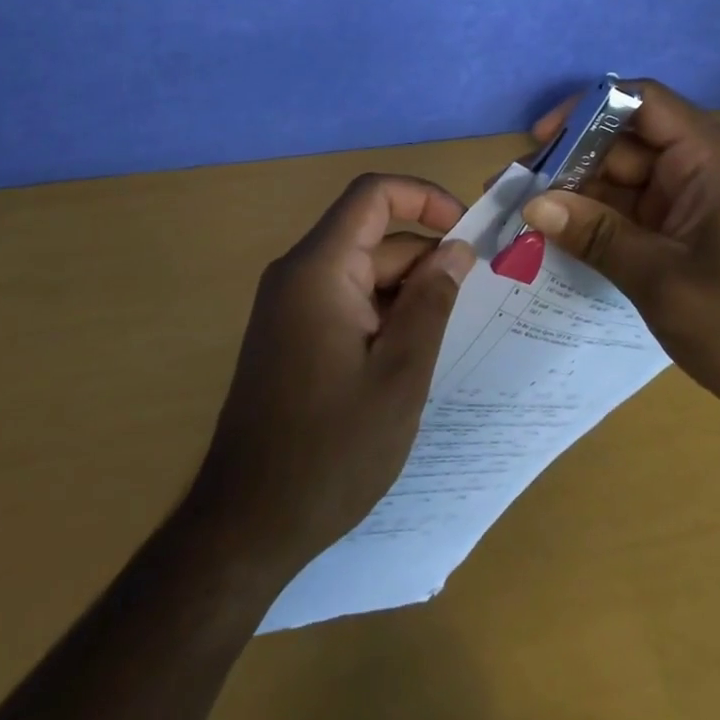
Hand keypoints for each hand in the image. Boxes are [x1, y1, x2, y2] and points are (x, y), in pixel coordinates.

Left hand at [187, 174, 476, 574]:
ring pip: (362, 271)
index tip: (467, 232)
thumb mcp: (400, 374)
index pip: (373, 195)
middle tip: (474, 299)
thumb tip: (456, 249)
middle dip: (425, 257)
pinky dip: (383, 313)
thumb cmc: (330, 450)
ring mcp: (290, 306)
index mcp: (319, 269)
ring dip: (407, 291)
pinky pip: (346, 300)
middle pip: (372, 236)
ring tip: (449, 334)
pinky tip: (410, 355)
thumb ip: (431, 301)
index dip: (425, 198)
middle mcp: (298, 274)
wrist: (245, 525)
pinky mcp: (291, 335)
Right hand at [519, 80, 719, 439]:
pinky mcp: (694, 229)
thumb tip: (531, 205)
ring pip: (628, 178)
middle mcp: (707, 166)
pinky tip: (563, 239)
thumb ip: (595, 235)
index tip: (540, 141)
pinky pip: (639, 210)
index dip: (587, 111)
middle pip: (628, 143)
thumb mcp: (660, 279)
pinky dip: (603, 221)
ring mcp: (701, 199)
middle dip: (574, 163)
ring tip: (528, 219)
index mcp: (714, 158)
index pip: (643, 102)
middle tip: (518, 192)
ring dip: (582, 196)